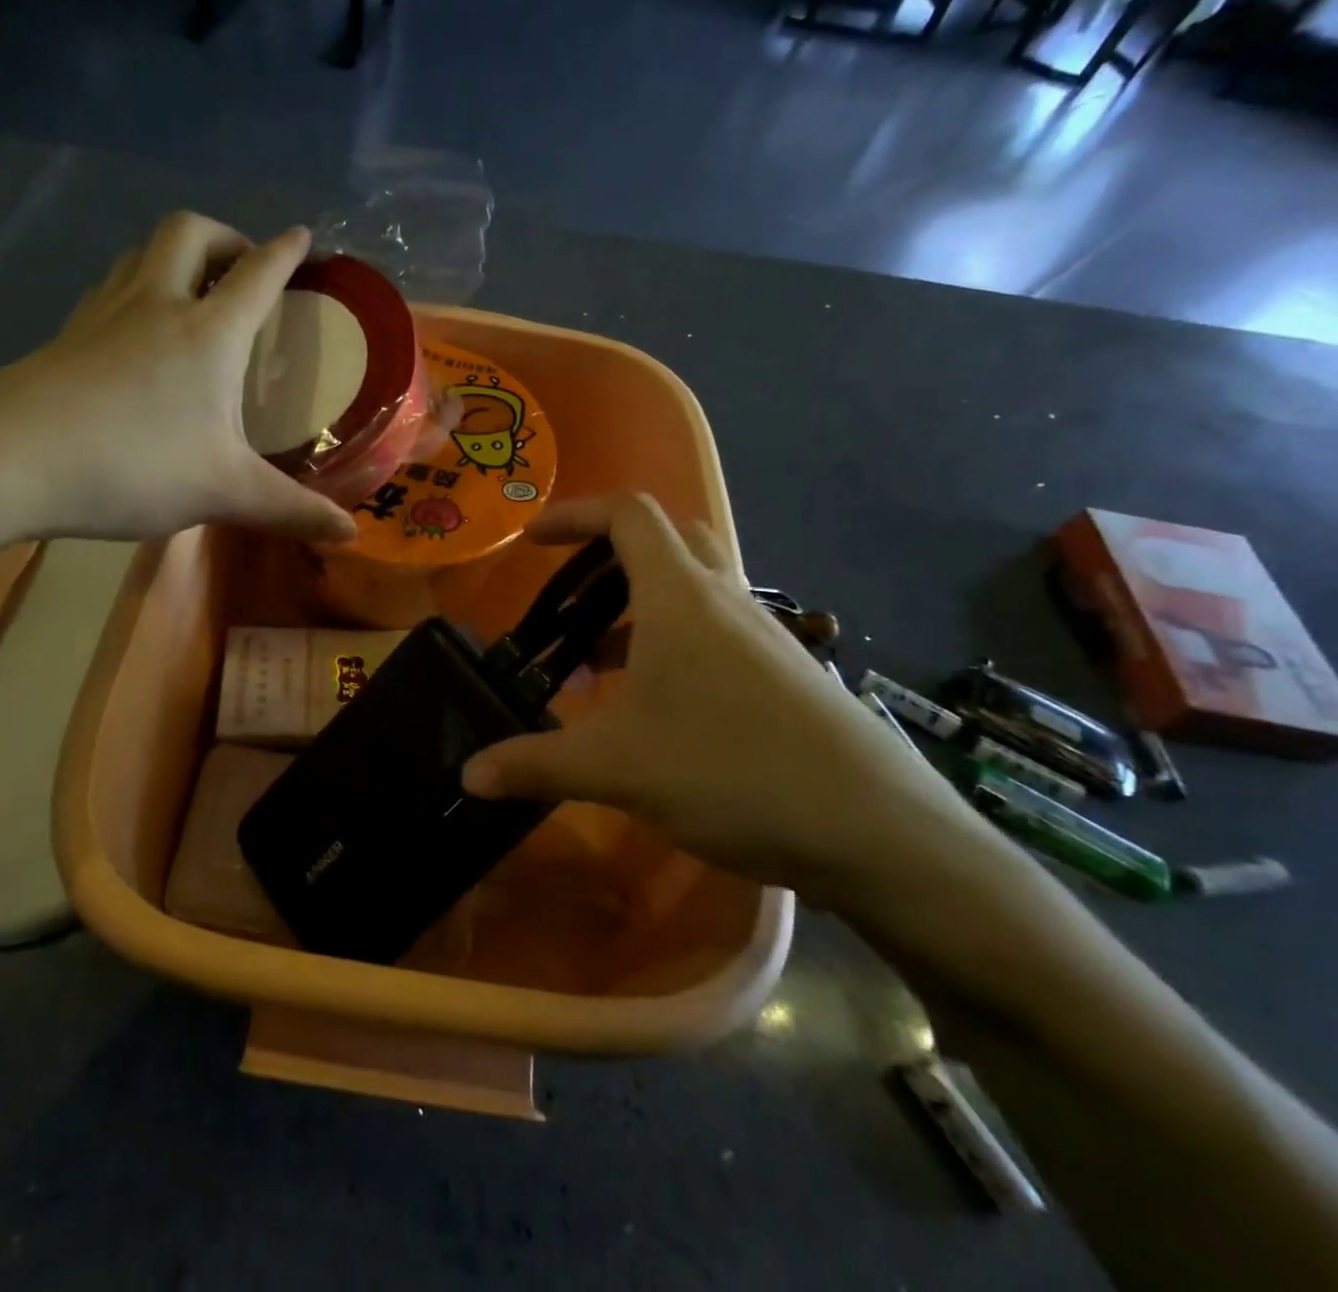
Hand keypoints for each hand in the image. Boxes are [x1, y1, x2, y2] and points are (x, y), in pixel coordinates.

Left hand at [0, 212, 358, 550]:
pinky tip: (133, 334)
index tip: (303, 237)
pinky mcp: (63, 337)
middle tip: (243, 267)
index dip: (286, 252)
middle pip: (189, 233)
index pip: (258, 274)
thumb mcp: (224, 492)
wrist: (5, 461)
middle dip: (225, 235)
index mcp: (207, 332)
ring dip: (174, 256)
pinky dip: (133, 290)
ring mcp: (101, 315)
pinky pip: (108, 290)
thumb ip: (291, 511)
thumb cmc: (132, 465)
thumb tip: (352, 535)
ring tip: (191, 292)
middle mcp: (155, 305)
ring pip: (139, 253)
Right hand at [461, 494, 1001, 908]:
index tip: (533, 541)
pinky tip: (658, 710)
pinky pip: (719, 634)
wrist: (879, 833)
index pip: (627, 515)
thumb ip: (536, 764)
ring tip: (600, 668)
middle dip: (609, 558)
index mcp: (681, 597)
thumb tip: (468, 775)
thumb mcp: (618, 768)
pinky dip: (676, 647)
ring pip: (695, 592)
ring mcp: (766, 636)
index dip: (575, 514)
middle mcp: (727, 601)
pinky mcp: (788, 675)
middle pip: (668, 540)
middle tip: (572, 601)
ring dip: (641, 610)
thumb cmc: (733, 771)